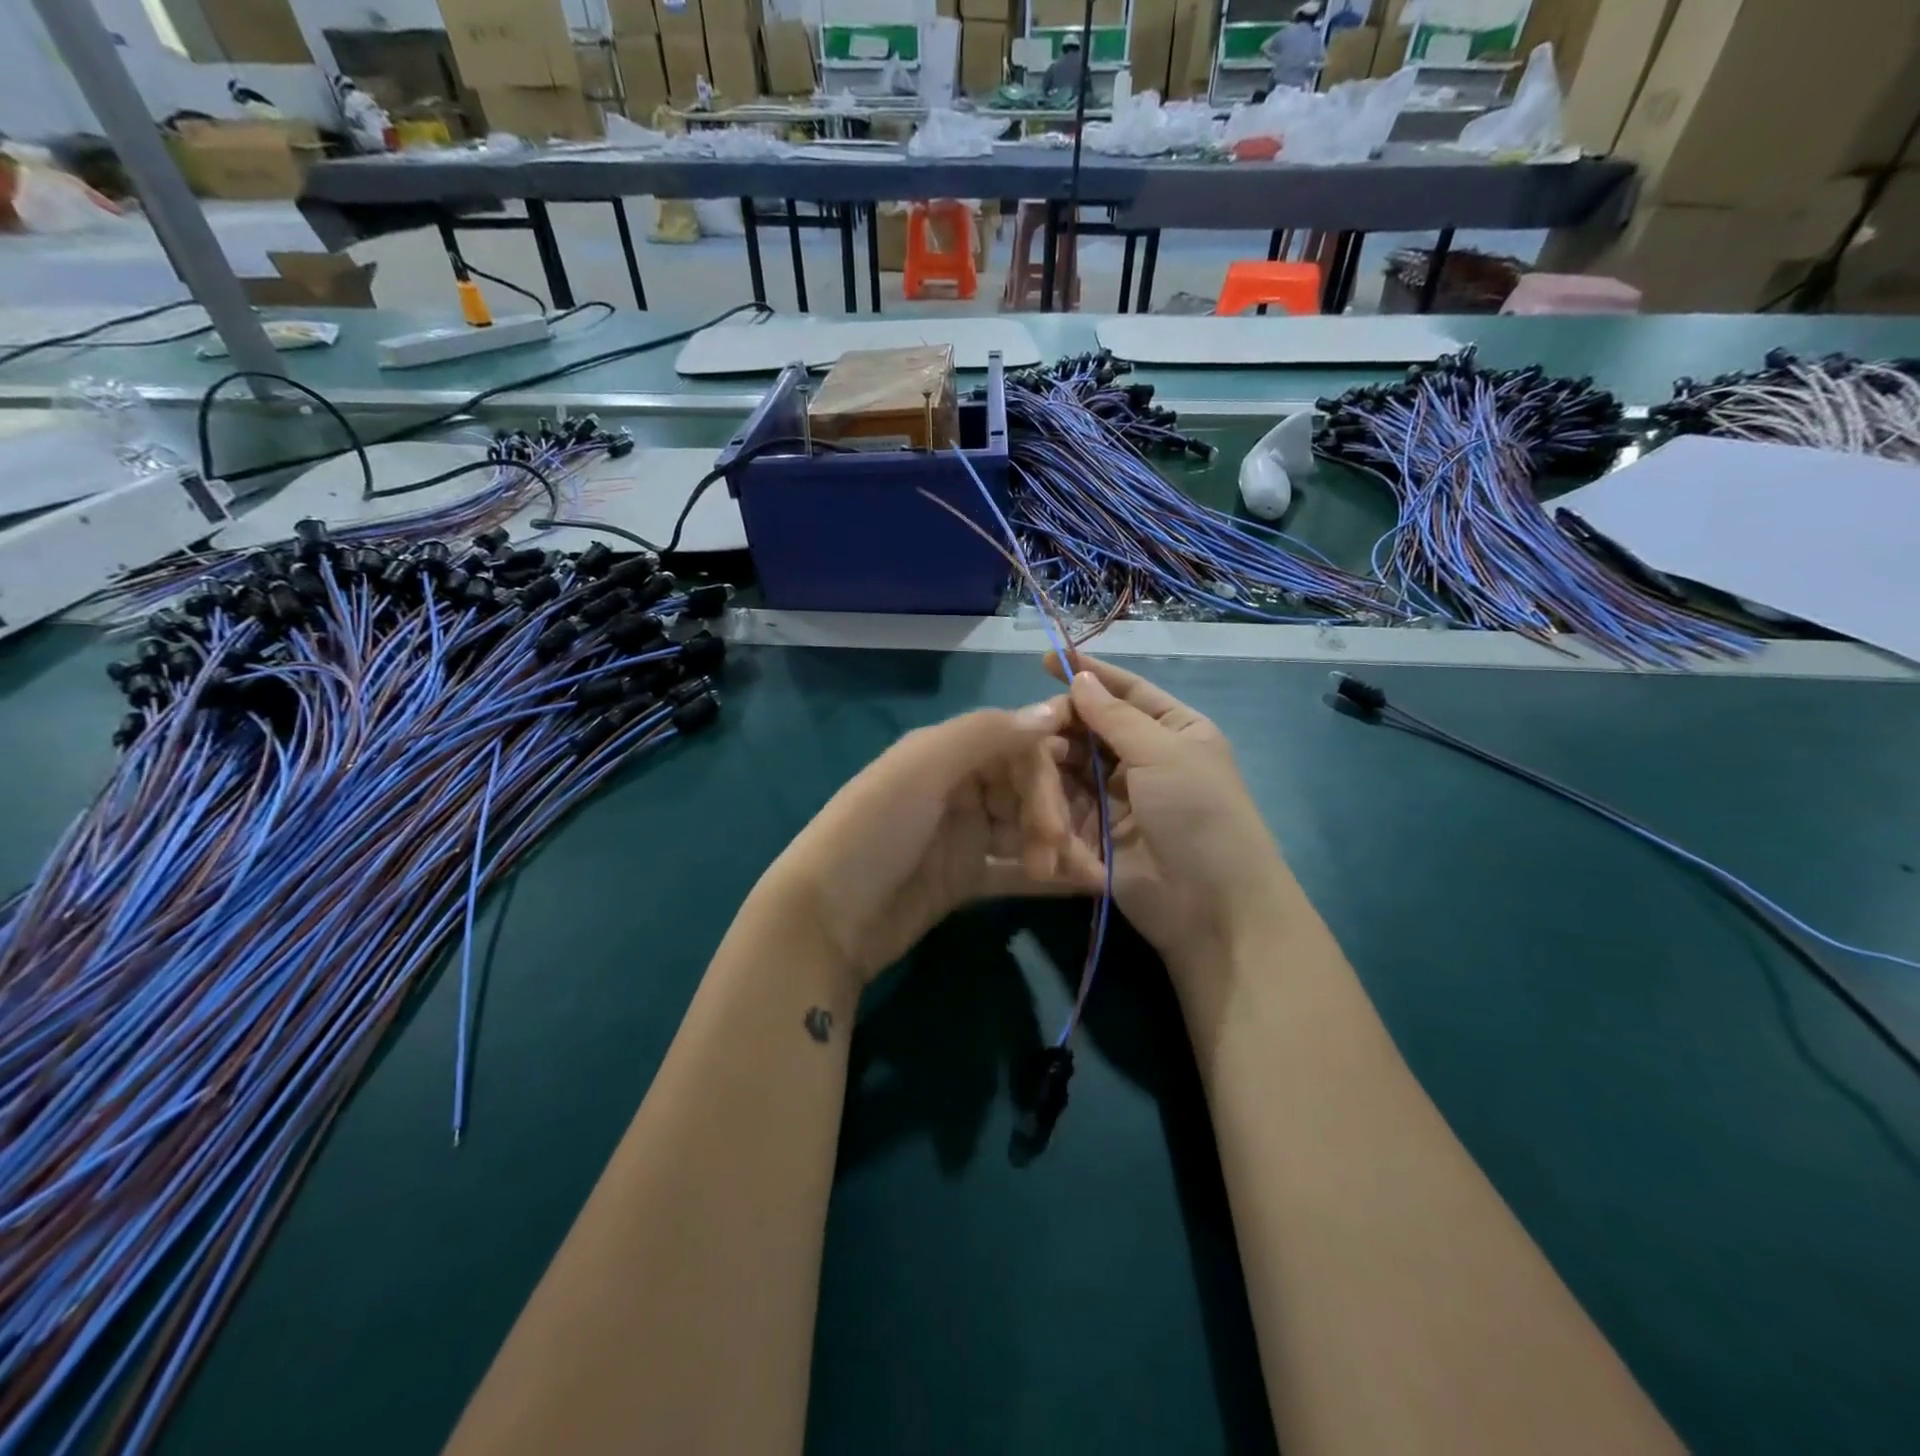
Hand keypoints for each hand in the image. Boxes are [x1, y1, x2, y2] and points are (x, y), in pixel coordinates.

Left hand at [766, 700, 1104, 989]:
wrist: (827, 920)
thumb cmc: (873, 830)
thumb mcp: (922, 769)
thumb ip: (985, 735)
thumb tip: (1050, 710)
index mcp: (945, 751)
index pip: (1015, 743)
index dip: (1045, 768)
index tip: (1076, 792)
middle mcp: (957, 785)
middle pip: (1025, 786)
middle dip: (1050, 813)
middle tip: (1057, 850)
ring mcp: (962, 833)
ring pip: (1025, 827)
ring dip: (1057, 846)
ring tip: (1084, 874)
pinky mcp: (965, 877)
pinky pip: (1015, 868)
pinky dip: (1048, 875)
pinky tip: (1084, 885)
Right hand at [1046, 655, 1297, 984]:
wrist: (1210, 906)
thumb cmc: (1198, 814)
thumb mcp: (1163, 753)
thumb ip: (1115, 717)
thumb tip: (1080, 681)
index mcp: (1174, 730)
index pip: (1127, 691)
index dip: (1090, 675)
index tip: (1048, 659)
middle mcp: (1145, 758)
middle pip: (1092, 728)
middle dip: (1064, 723)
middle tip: (1033, 722)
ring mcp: (1118, 797)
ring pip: (1073, 764)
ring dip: (1053, 759)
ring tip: (1031, 756)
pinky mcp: (1095, 832)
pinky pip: (1066, 802)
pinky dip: (1050, 796)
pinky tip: (1031, 788)